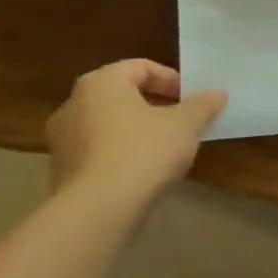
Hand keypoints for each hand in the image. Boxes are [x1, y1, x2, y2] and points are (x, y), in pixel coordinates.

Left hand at [46, 60, 226, 204]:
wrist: (99, 210)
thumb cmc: (143, 151)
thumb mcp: (186, 124)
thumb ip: (203, 105)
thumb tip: (217, 94)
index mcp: (101, 83)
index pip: (140, 67)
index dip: (171, 79)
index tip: (191, 98)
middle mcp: (73, 105)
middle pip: (121, 95)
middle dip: (154, 105)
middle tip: (181, 120)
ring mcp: (62, 140)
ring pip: (108, 125)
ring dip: (136, 131)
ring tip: (165, 148)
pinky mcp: (61, 172)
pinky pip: (98, 152)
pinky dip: (120, 154)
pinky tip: (143, 172)